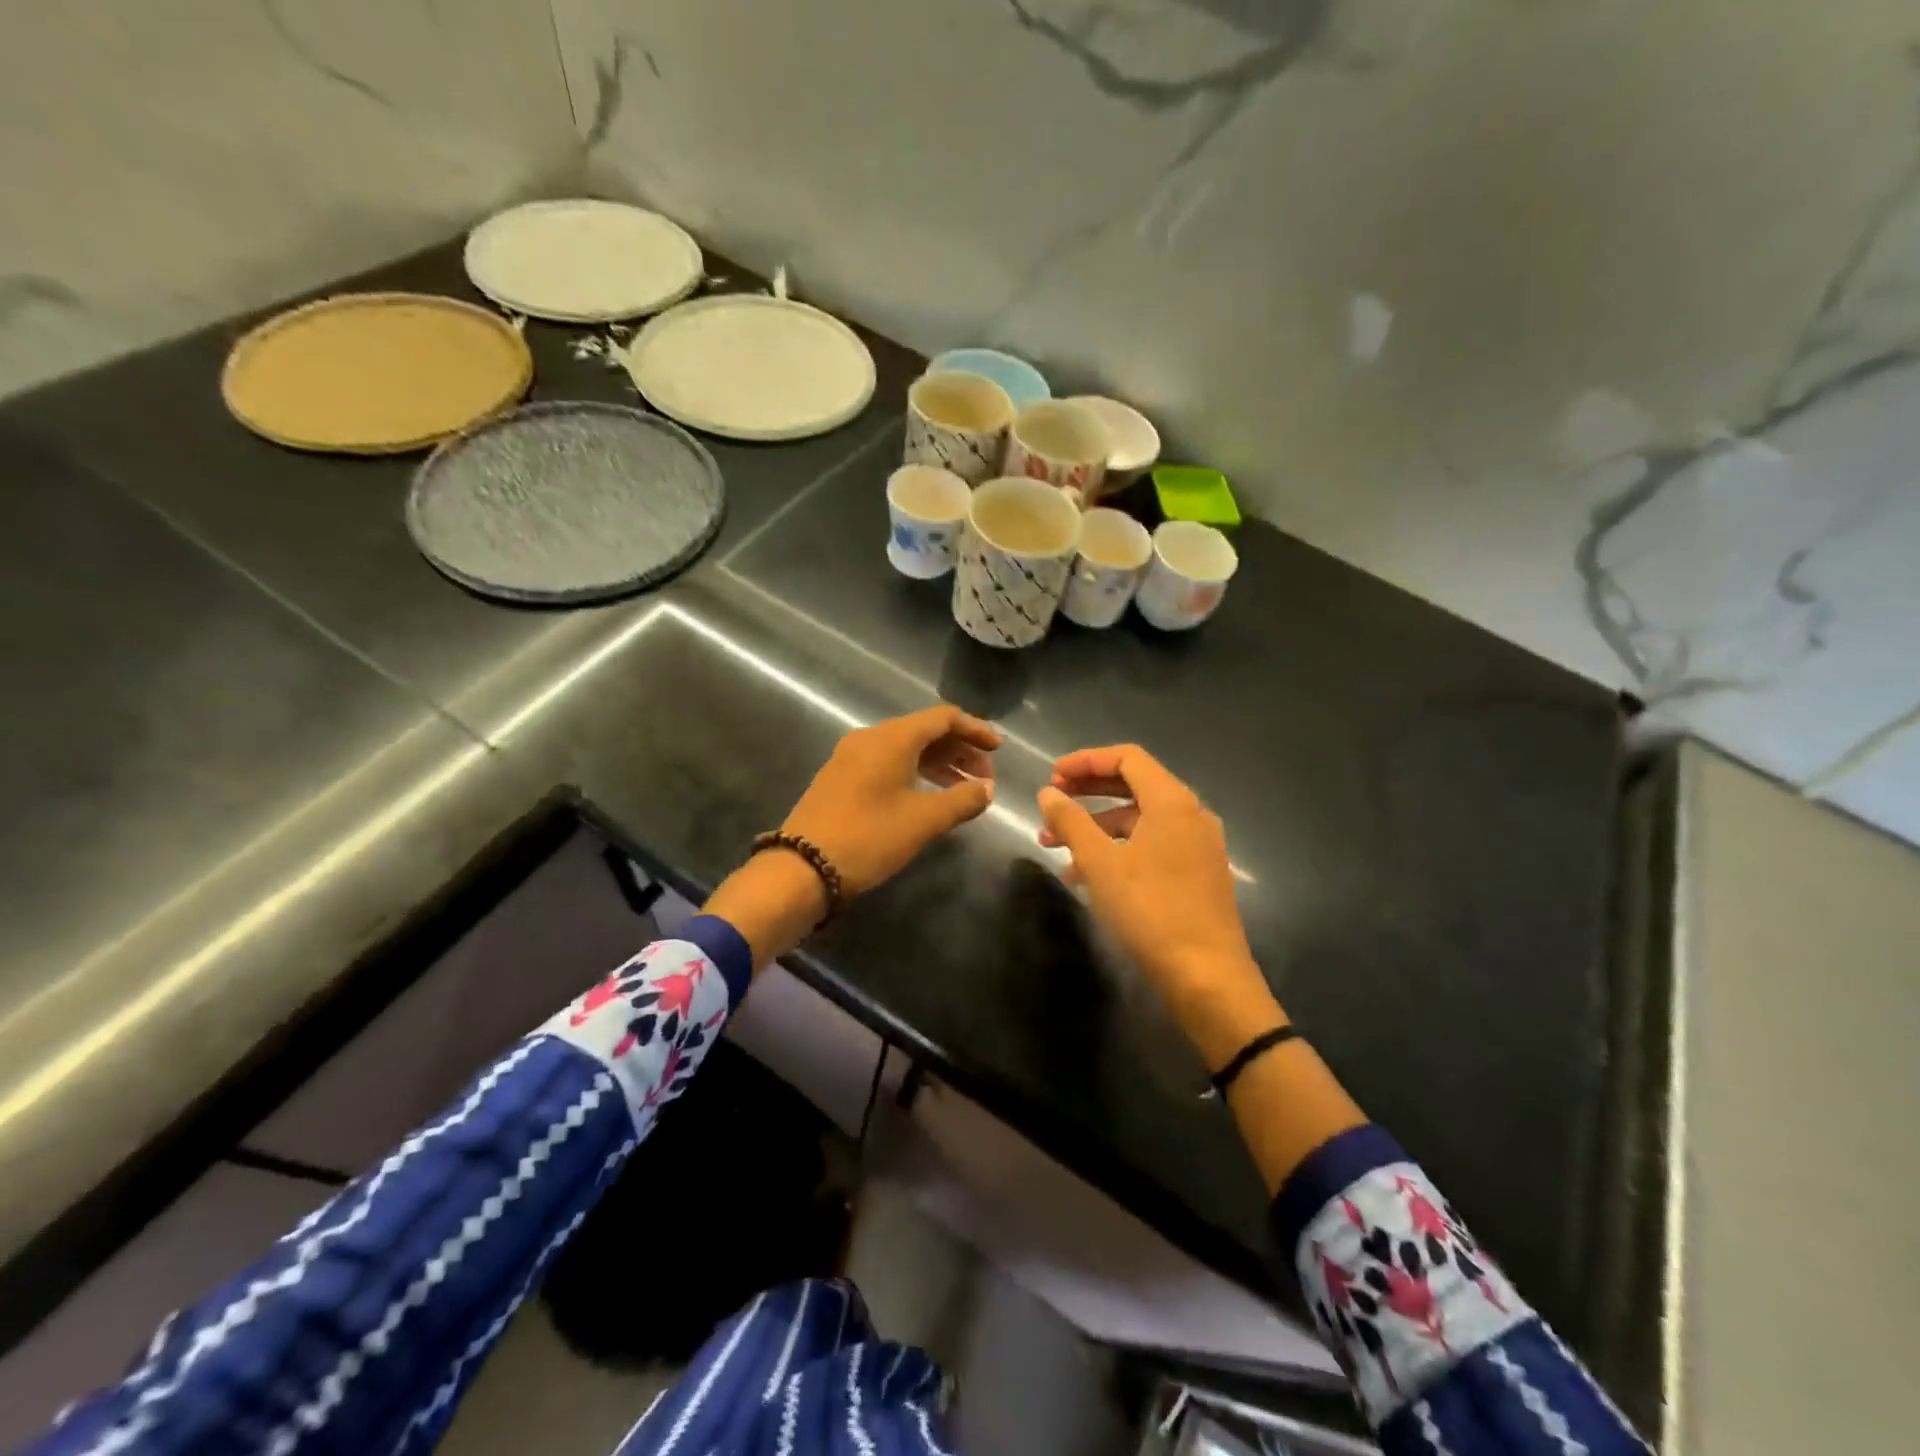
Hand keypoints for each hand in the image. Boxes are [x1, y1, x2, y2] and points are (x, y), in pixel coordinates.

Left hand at [782, 705, 1001, 895]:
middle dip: (959, 750)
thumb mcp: (923, 821)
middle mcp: (870, 738)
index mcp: (892, 738)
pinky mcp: (841, 778)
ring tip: (963, 789)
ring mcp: (851, 757)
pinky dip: (915, 772)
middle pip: (924, 731)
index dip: (975, 730)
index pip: (943, 718)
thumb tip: (986, 789)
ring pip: (905, 748)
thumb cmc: (869, 837)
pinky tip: (928, 796)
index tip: (998, 750)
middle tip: (985, 778)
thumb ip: (962, 800)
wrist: (801, 868)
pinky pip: (888, 763)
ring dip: (938, 763)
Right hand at [1038, 745, 1282, 1066]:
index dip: (1085, 761)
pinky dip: (1117, 849)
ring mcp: (1198, 846)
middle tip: (1051, 802)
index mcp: (1173, 801)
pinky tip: (1085, 876)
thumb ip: (1071, 821)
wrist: (1207, 977)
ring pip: (1139, 820)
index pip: (1127, 758)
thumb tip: (1048, 793)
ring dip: (1096, 826)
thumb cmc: (1150, 910)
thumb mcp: (1099, 863)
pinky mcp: (1198, 874)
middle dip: (1087, 792)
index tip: (1051, 776)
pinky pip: (1151, 846)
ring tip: (1055, 846)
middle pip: (1133, 786)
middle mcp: (1191, 815)